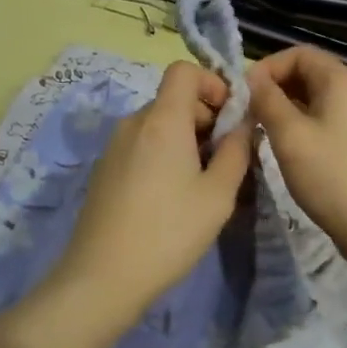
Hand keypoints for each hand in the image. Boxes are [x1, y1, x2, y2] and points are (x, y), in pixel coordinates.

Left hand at [47, 61, 253, 330]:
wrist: (102, 277)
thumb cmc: (169, 232)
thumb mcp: (218, 194)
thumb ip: (237, 150)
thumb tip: (244, 123)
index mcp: (162, 119)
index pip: (184, 70)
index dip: (212, 83)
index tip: (230, 117)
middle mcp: (134, 123)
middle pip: (173, 99)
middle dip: (205, 117)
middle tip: (225, 159)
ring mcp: (114, 146)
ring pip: (158, 124)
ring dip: (185, 138)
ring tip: (201, 182)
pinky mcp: (104, 169)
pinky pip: (141, 145)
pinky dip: (163, 154)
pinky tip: (171, 196)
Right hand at [249, 45, 346, 250]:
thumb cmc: (331, 175)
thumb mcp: (289, 134)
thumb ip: (266, 100)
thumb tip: (251, 79)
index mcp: (340, 80)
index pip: (298, 53)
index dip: (268, 66)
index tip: (244, 93)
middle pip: (305, 72)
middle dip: (273, 86)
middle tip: (248, 113)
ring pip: (311, 97)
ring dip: (283, 106)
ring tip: (259, 129)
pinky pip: (320, 117)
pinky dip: (297, 122)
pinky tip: (282, 145)